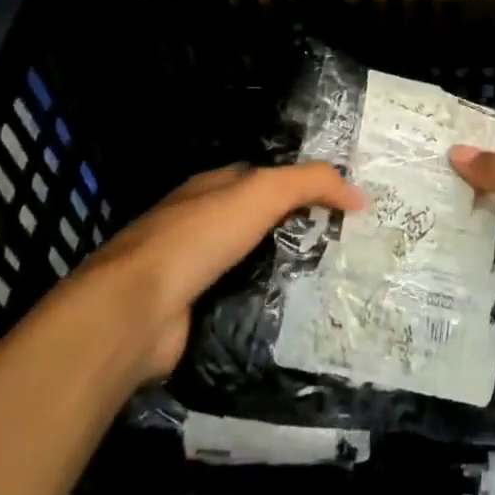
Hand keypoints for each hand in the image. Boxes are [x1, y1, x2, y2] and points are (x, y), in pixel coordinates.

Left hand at [87, 162, 363, 385]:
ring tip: (330, 282)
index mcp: (210, 188)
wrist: (135, 310)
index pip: (263, 177)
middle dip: (294, 231)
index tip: (341, 204)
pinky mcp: (190, 312)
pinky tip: (294, 316)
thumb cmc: (199, 236)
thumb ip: (311, 184)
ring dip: (281, 271)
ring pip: (249, 264)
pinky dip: (262, 306)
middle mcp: (197, 224)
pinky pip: (238, 302)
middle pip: (257, 222)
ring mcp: (190, 270)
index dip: (301, 185)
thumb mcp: (263, 192)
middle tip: (344, 246)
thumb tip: (359, 195)